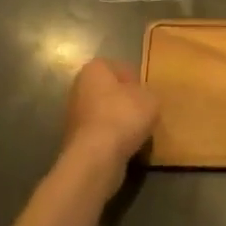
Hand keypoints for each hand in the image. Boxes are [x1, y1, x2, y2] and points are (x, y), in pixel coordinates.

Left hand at [62, 58, 158, 193]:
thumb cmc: (124, 116)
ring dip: (120, 122)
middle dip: (126, 101)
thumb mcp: (151, 99)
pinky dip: (113, 139)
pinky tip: (128, 147)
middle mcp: (79, 88)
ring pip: (105, 114)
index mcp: (94, 69)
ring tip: (139, 132)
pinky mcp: (76, 140)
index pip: (120, 68)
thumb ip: (148, 94)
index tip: (148, 94)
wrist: (96, 157)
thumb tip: (143, 99)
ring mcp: (74, 116)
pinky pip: (101, 134)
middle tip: (145, 112)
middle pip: (110, 92)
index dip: (136, 80)